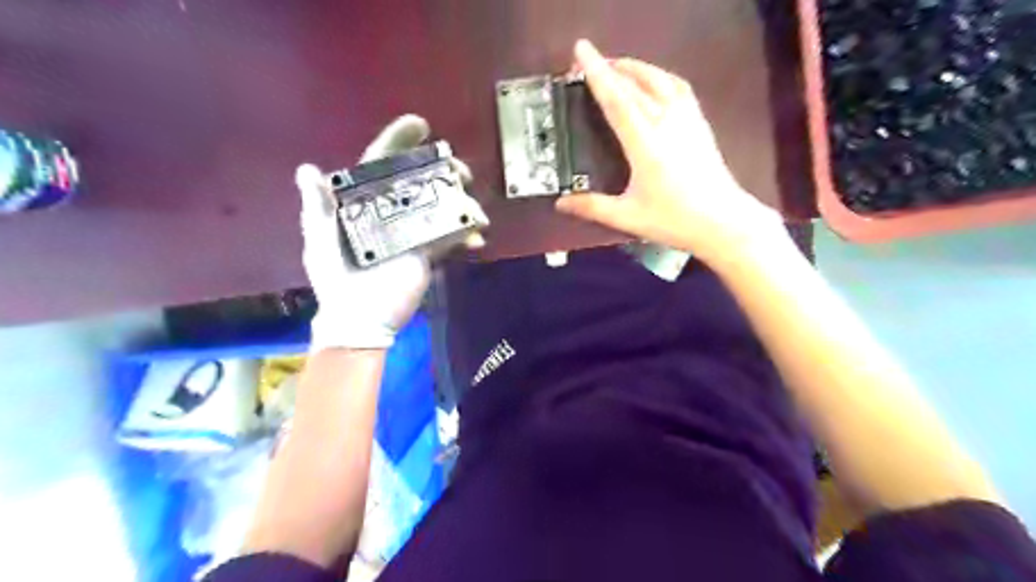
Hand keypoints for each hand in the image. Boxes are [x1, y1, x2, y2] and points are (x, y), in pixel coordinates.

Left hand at [298, 114, 486, 349]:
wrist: (361, 319)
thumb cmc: (338, 279)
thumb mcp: (322, 241)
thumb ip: (318, 207)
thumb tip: (307, 169)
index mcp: (362, 204)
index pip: (380, 165)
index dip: (398, 142)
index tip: (420, 126)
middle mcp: (390, 211)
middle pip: (418, 180)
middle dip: (441, 170)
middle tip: (459, 169)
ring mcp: (412, 232)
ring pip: (440, 205)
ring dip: (460, 201)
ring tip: (474, 208)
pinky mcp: (429, 253)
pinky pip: (451, 238)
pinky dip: (466, 236)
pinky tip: (476, 239)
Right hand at [559, 40, 785, 264]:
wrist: (722, 220)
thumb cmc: (674, 220)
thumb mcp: (628, 217)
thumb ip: (592, 207)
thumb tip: (561, 204)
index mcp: (645, 143)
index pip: (616, 99)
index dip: (596, 72)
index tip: (581, 50)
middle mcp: (666, 122)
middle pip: (635, 83)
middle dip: (609, 67)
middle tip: (588, 64)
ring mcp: (687, 119)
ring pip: (659, 79)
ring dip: (635, 67)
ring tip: (617, 66)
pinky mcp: (699, 122)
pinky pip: (678, 87)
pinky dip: (660, 76)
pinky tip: (653, 81)